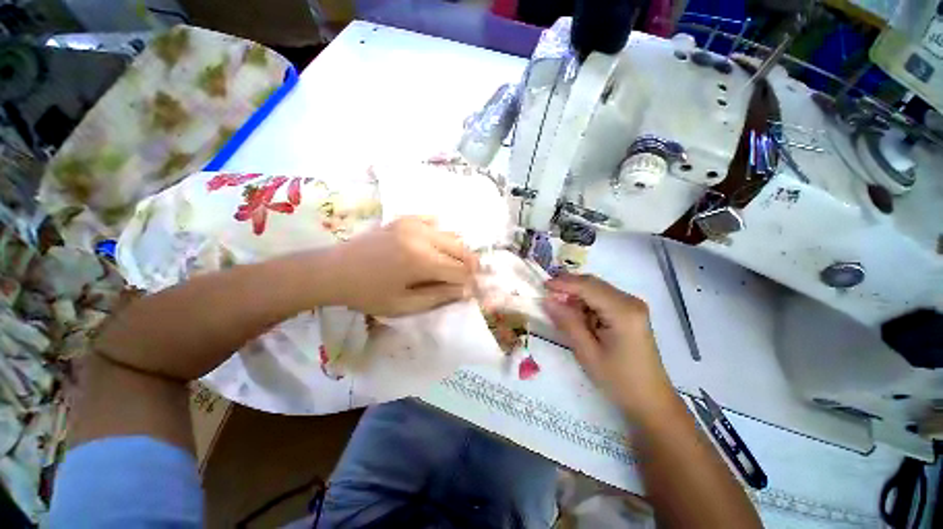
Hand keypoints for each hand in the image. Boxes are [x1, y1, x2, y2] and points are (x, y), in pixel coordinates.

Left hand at [323, 217, 477, 315]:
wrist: (334, 270)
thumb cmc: (368, 293)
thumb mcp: (404, 305)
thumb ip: (439, 296)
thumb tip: (465, 290)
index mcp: (422, 260)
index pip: (460, 270)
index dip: (469, 281)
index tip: (469, 291)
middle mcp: (423, 236)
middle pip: (461, 249)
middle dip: (468, 265)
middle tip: (465, 278)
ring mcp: (413, 223)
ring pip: (451, 235)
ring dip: (456, 251)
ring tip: (449, 266)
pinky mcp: (405, 219)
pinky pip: (434, 223)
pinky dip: (440, 235)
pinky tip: (434, 247)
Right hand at [543, 274, 675, 420]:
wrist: (650, 399)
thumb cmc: (619, 380)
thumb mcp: (587, 353)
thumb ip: (567, 322)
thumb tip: (547, 300)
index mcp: (623, 311)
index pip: (588, 286)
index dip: (564, 283)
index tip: (543, 285)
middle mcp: (630, 302)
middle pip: (593, 283)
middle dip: (568, 285)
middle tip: (547, 294)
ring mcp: (632, 306)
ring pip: (596, 289)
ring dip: (576, 294)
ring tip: (558, 305)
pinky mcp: (630, 312)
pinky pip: (602, 298)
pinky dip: (585, 302)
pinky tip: (576, 313)